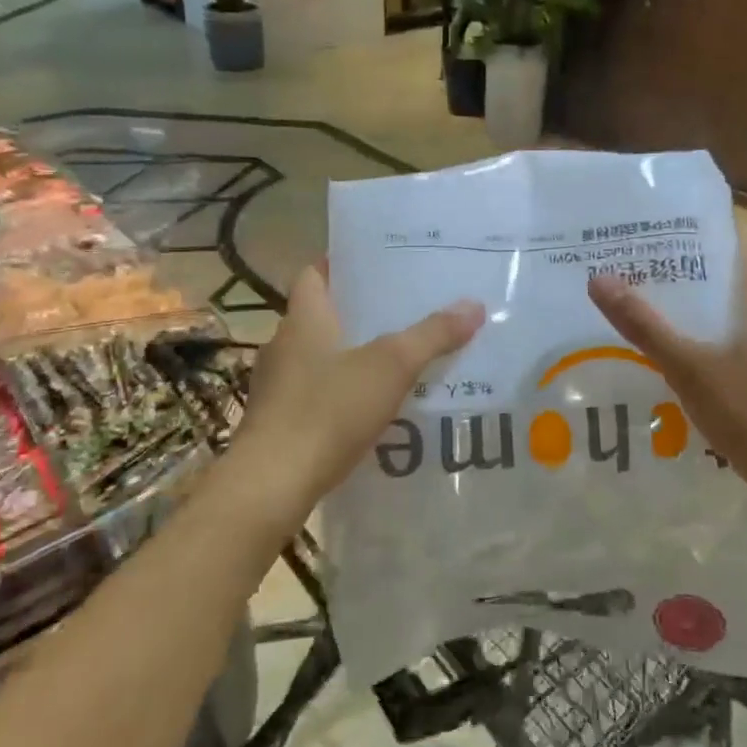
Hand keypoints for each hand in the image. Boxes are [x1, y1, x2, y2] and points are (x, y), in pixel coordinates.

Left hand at [232, 264, 482, 527]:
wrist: (272, 484)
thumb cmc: (328, 411)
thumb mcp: (391, 367)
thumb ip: (432, 335)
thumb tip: (474, 306)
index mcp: (304, 319)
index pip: (314, 273)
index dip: (341, 263)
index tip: (377, 262)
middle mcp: (284, 345)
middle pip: (322, 315)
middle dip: (360, 311)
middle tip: (405, 308)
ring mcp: (278, 386)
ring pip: (320, 356)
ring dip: (352, 354)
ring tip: (398, 356)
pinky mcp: (280, 422)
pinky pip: (317, 393)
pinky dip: (343, 392)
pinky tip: (373, 406)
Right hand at [587, 237, 746, 508]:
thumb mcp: (689, 372)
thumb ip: (646, 328)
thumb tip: (600, 279)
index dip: (724, 234)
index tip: (687, 229)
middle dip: (715, 281)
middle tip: (670, 279)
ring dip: (729, 323)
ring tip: (688, 332)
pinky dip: (744, 358)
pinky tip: (721, 384)